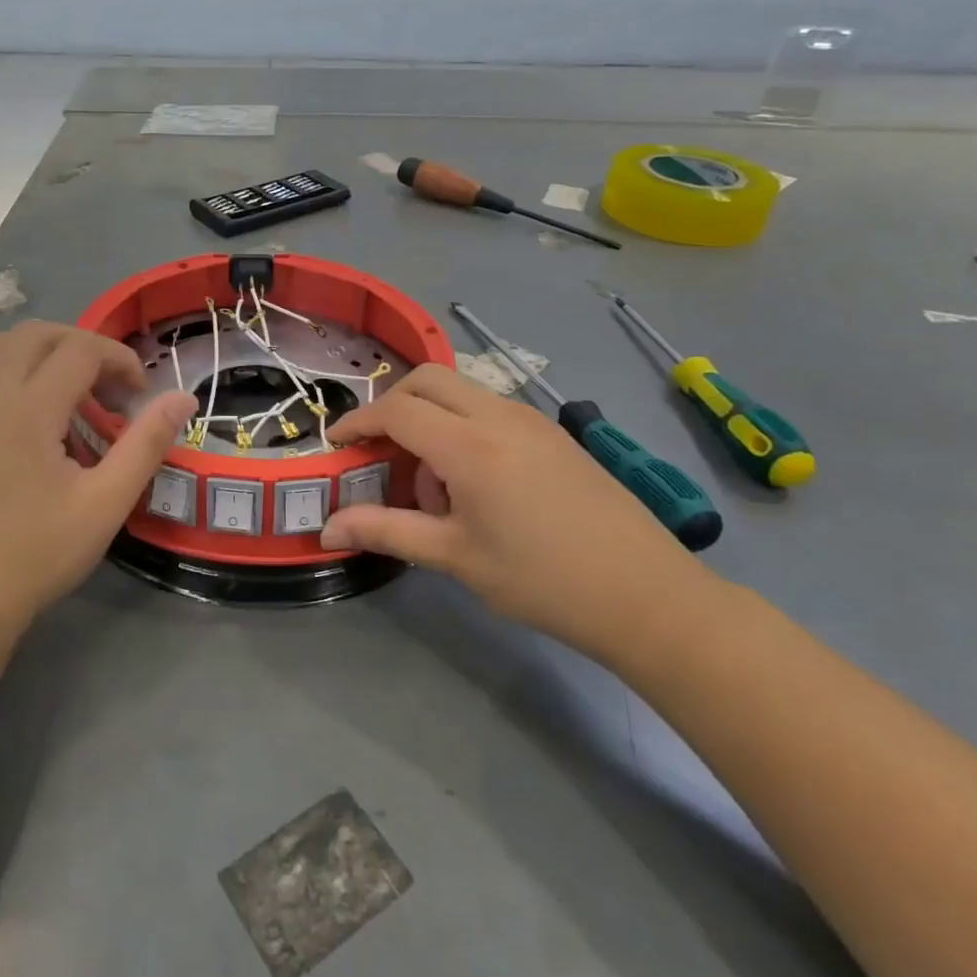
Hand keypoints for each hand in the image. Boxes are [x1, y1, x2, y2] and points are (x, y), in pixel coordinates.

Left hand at [0, 322, 196, 642]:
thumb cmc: (36, 554)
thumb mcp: (105, 504)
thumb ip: (146, 444)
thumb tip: (182, 398)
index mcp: (27, 408)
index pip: (80, 349)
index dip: (119, 360)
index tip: (140, 394)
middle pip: (38, 333)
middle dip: (82, 346)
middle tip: (109, 388)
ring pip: (1, 344)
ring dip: (42, 351)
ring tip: (69, 391)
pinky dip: (10, 367)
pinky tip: (29, 412)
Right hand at [319, 364, 710, 659]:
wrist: (648, 596)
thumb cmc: (542, 580)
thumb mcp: (455, 557)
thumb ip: (386, 532)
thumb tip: (328, 529)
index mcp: (470, 445)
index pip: (396, 410)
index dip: (358, 422)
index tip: (335, 444)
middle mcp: (499, 416)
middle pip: (427, 380)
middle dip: (391, 405)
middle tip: (378, 450)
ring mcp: (532, 420)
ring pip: (461, 391)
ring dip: (430, 417)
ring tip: (432, 484)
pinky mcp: (553, 434)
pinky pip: (490, 409)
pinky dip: (462, 426)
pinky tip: (473, 483)